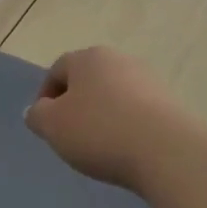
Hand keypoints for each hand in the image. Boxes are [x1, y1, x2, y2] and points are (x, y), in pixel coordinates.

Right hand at [24, 46, 204, 191]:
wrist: (165, 150)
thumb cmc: (99, 130)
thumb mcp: (53, 126)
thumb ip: (38, 116)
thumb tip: (37, 110)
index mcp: (88, 57)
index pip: (58, 69)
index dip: (46, 95)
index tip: (45, 125)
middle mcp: (119, 59)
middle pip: (88, 79)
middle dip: (76, 104)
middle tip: (70, 135)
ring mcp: (148, 79)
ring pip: (114, 95)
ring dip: (103, 115)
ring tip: (99, 147)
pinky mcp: (170, 103)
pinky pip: (137, 111)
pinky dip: (127, 126)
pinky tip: (126, 149)